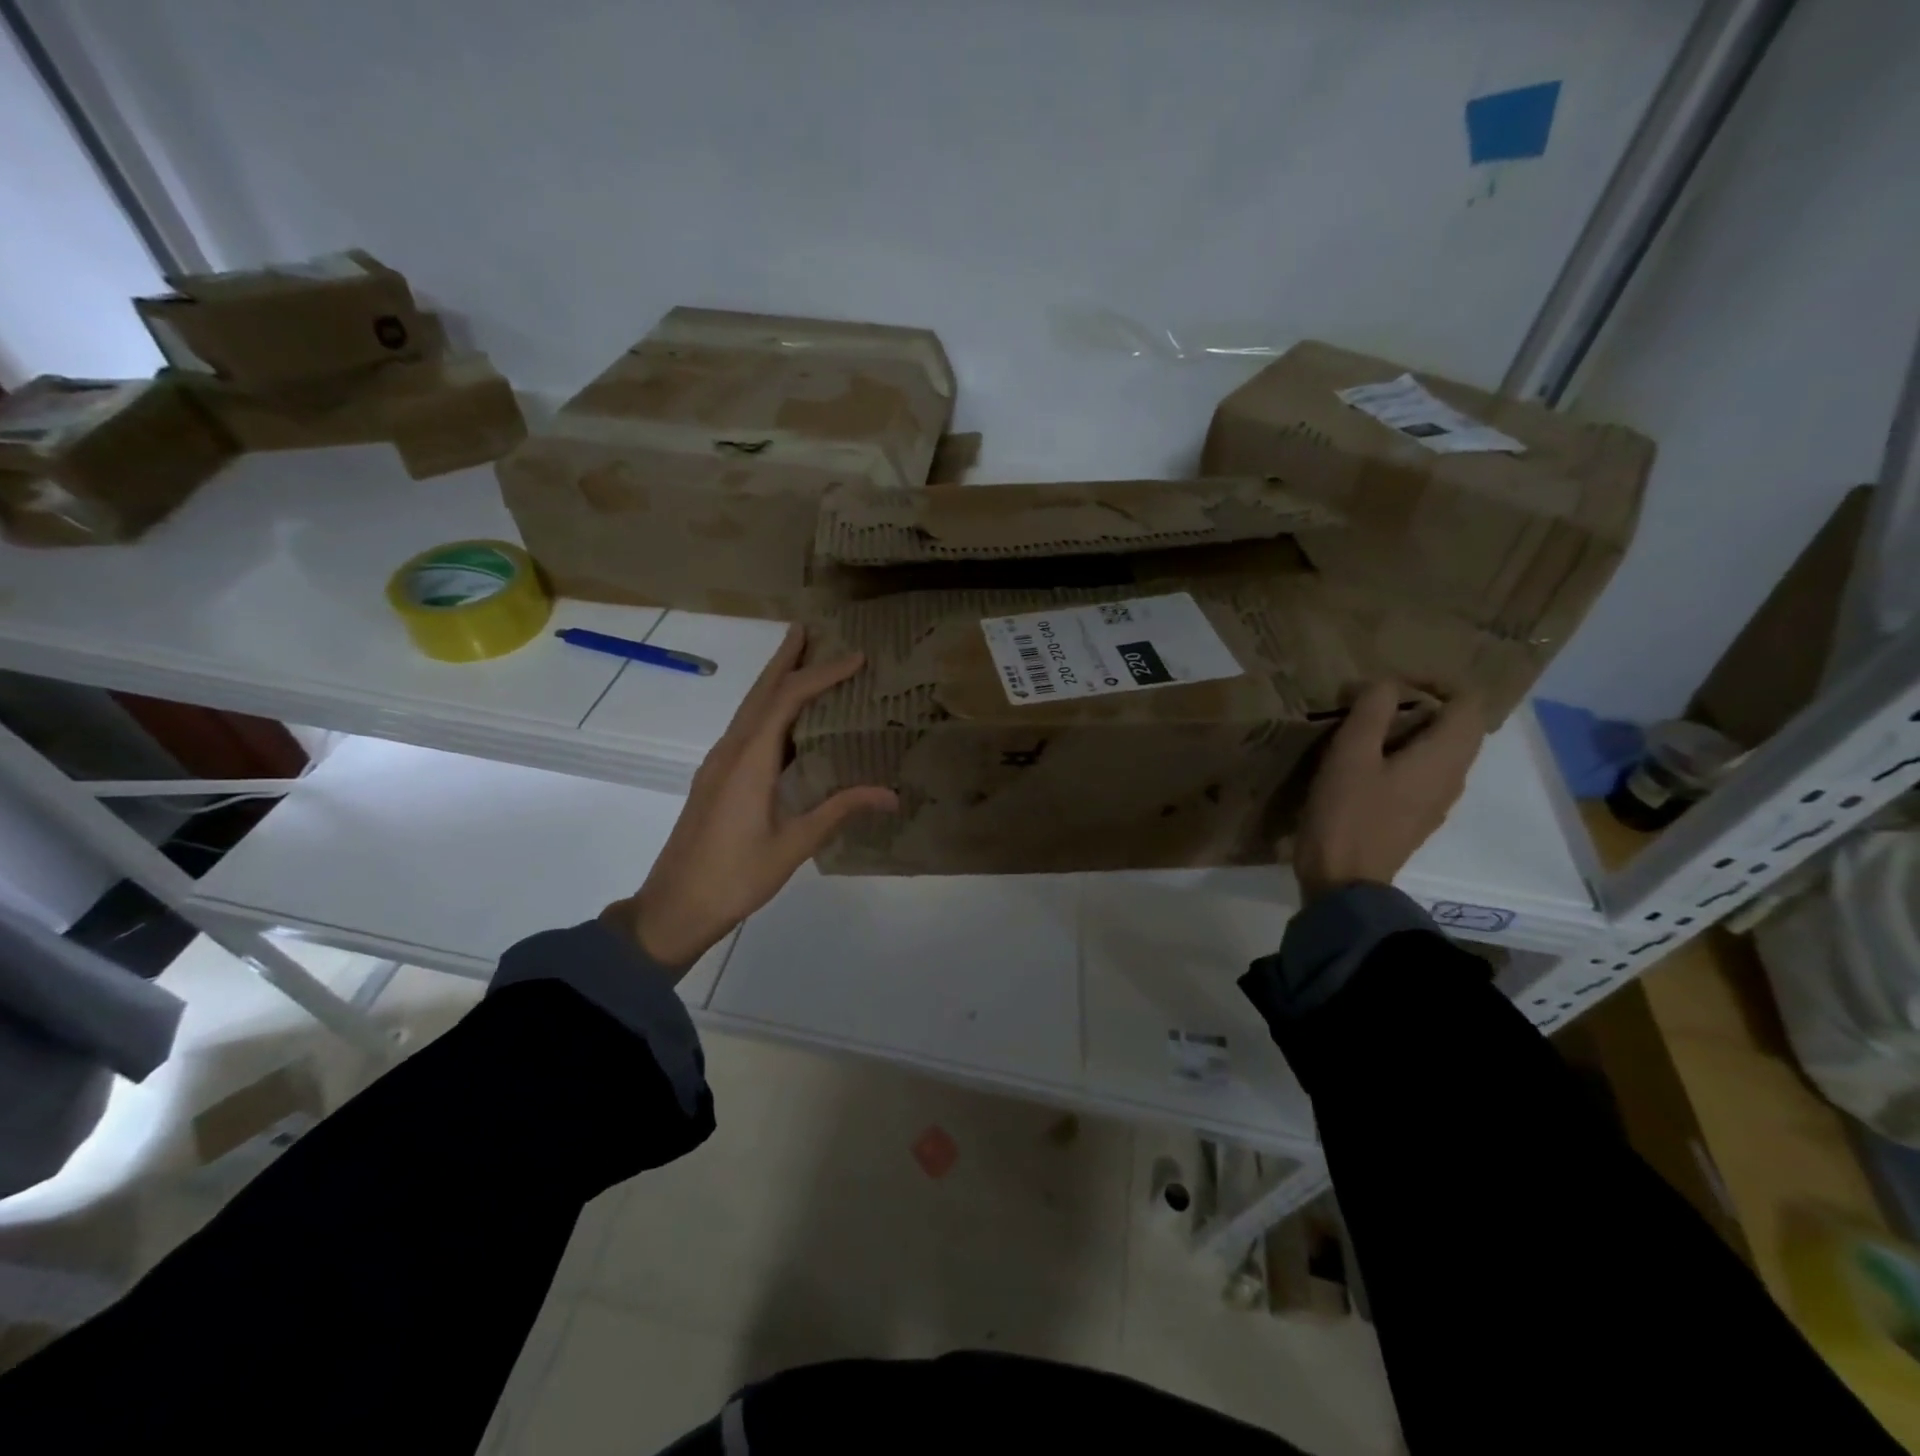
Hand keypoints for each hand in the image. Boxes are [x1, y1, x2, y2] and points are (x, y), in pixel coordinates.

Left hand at [607, 625, 898, 970]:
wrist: (674, 907)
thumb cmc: (735, 877)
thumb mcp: (793, 845)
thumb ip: (839, 811)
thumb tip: (891, 795)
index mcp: (749, 761)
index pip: (787, 700)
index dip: (821, 674)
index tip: (856, 657)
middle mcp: (730, 752)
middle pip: (760, 692)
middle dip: (785, 659)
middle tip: (808, 629)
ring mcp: (718, 765)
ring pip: (749, 709)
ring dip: (774, 681)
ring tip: (799, 660)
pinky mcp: (715, 779)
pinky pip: (745, 729)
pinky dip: (767, 709)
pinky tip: (783, 720)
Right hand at [1293, 681, 1485, 903]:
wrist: (1344, 881)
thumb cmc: (1347, 814)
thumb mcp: (1350, 754)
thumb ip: (1371, 712)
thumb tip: (1385, 684)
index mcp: (1444, 756)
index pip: (1469, 701)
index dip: (1437, 681)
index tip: (1393, 682)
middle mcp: (1453, 776)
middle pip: (1459, 725)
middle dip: (1423, 704)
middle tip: (1374, 702)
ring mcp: (1438, 800)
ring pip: (1441, 750)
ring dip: (1412, 730)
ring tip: (1365, 729)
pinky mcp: (1418, 817)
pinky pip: (1425, 772)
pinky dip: (1405, 755)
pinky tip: (1364, 764)